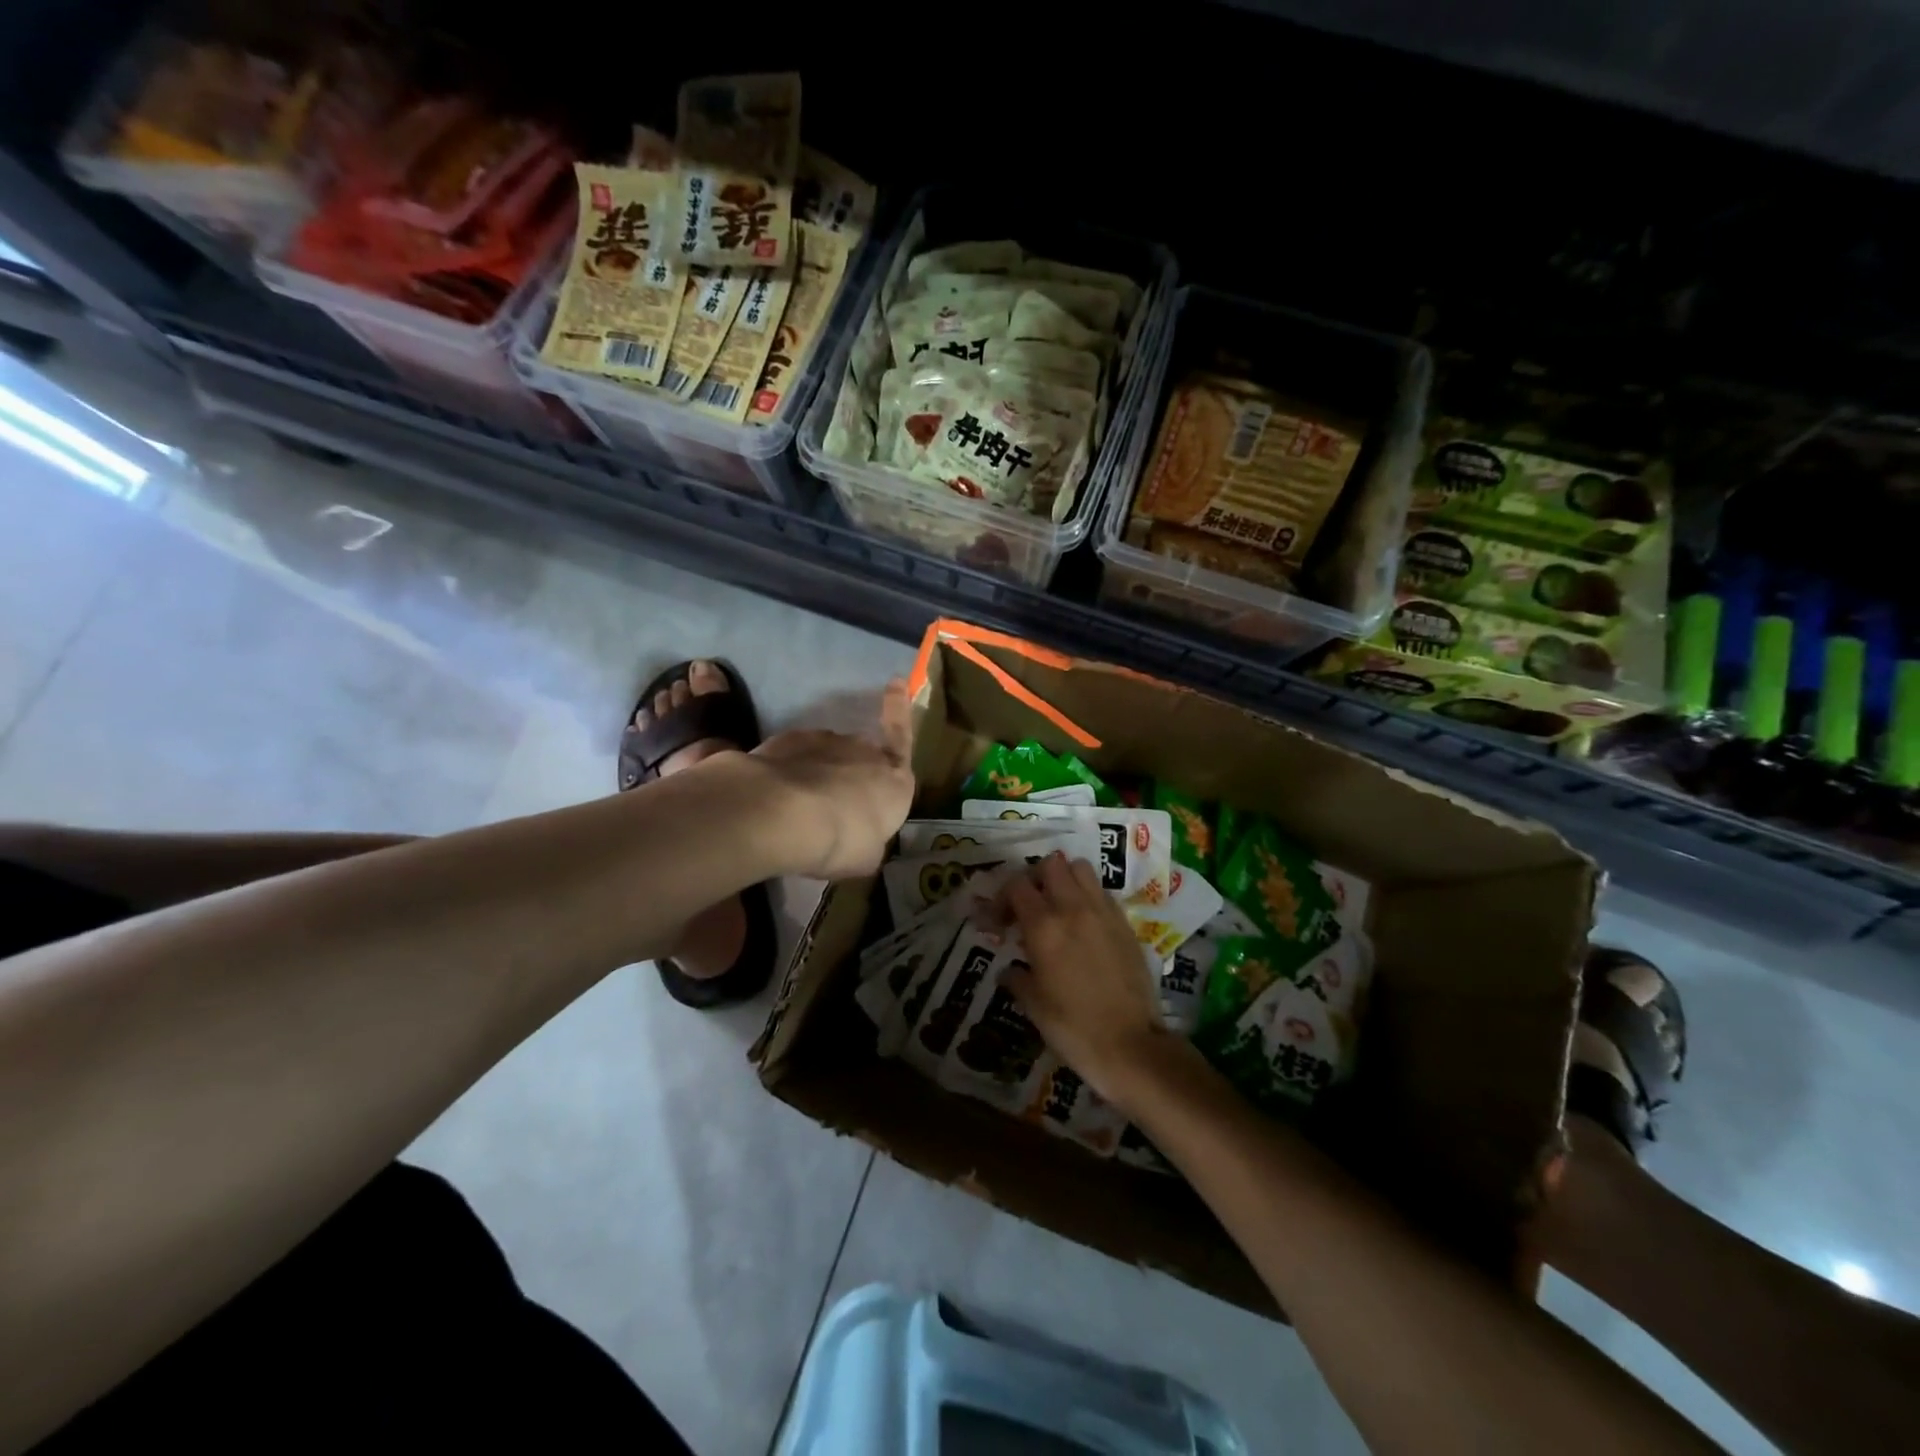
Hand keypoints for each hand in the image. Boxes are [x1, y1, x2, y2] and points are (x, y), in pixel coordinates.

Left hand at [752, 679, 915, 879]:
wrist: (784, 814)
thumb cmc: (841, 840)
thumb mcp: (866, 857)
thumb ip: (869, 843)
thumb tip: (863, 841)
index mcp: (895, 781)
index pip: (902, 737)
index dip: (899, 710)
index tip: (896, 681)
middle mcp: (863, 752)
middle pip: (861, 755)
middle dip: (851, 771)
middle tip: (834, 805)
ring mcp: (824, 742)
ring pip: (826, 754)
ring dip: (819, 772)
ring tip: (801, 807)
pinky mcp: (786, 742)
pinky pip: (794, 756)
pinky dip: (789, 770)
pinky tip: (777, 795)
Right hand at [1001, 852, 1198, 1113]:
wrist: (1132, 1046)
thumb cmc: (1074, 1029)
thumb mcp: (1034, 1007)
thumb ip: (1017, 978)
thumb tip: (1008, 970)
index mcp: (1044, 927)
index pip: (1016, 886)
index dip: (1001, 898)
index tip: (998, 922)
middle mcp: (1073, 909)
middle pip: (1051, 864)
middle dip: (1034, 878)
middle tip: (1028, 905)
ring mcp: (1103, 912)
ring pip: (1080, 868)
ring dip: (1064, 879)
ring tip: (1057, 906)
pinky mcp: (1125, 923)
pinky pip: (1102, 891)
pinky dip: (1087, 895)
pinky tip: (1083, 923)